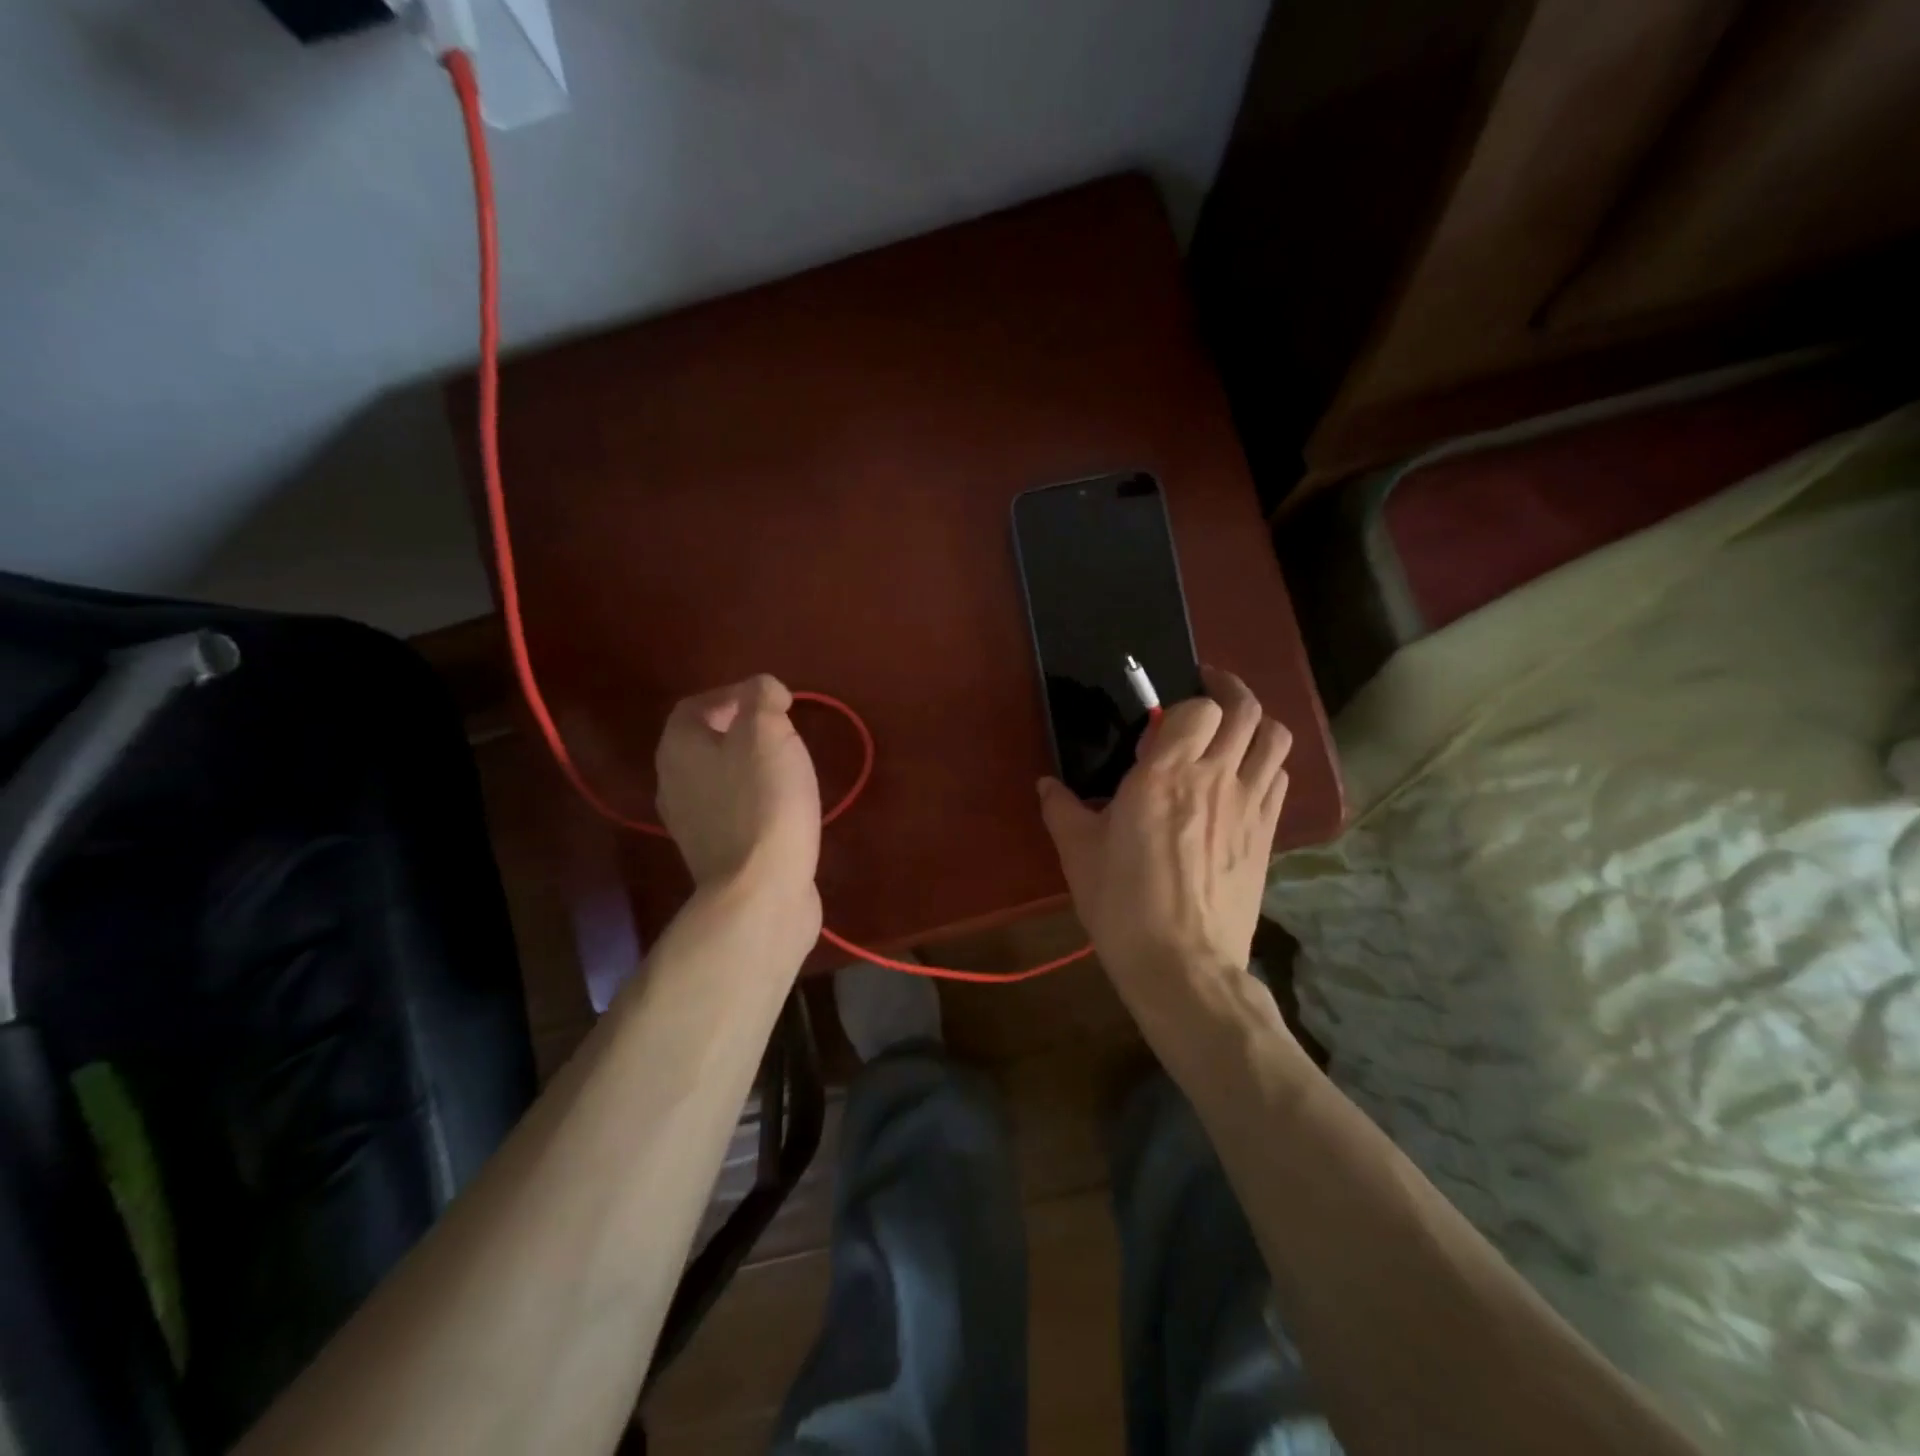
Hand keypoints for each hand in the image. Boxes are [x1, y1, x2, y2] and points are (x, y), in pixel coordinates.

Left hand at [655, 675, 821, 922]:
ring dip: (750, 766)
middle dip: (743, 730)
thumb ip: (762, 698)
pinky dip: (755, 799)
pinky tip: (784, 806)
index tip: (775, 702)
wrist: (761, 891)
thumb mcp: (768, 732)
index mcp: (678, 748)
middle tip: (784, 731)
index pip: (695, 705)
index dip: (734, 694)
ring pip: (718, 778)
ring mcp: (691, 823)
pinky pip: (732, 811)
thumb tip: (764, 691)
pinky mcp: (715, 853)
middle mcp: (673, 783)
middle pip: (704, 742)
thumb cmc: (764, 801)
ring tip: (788, 766)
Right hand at [1038, 666, 1290, 1008]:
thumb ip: (1063, 810)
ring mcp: (1248, 805)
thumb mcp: (1079, 854)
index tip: (1165, 715)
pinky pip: (1280, 778)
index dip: (1185, 703)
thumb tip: (1046, 786)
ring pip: (1275, 739)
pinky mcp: (1267, 834)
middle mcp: (1214, 778)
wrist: (1182, 964)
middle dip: (1230, 690)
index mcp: (1165, 775)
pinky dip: (1267, 764)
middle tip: (1208, 691)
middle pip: (1246, 710)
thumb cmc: (1123, 904)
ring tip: (1234, 728)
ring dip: (1257, 723)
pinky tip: (1246, 777)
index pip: (1198, 708)